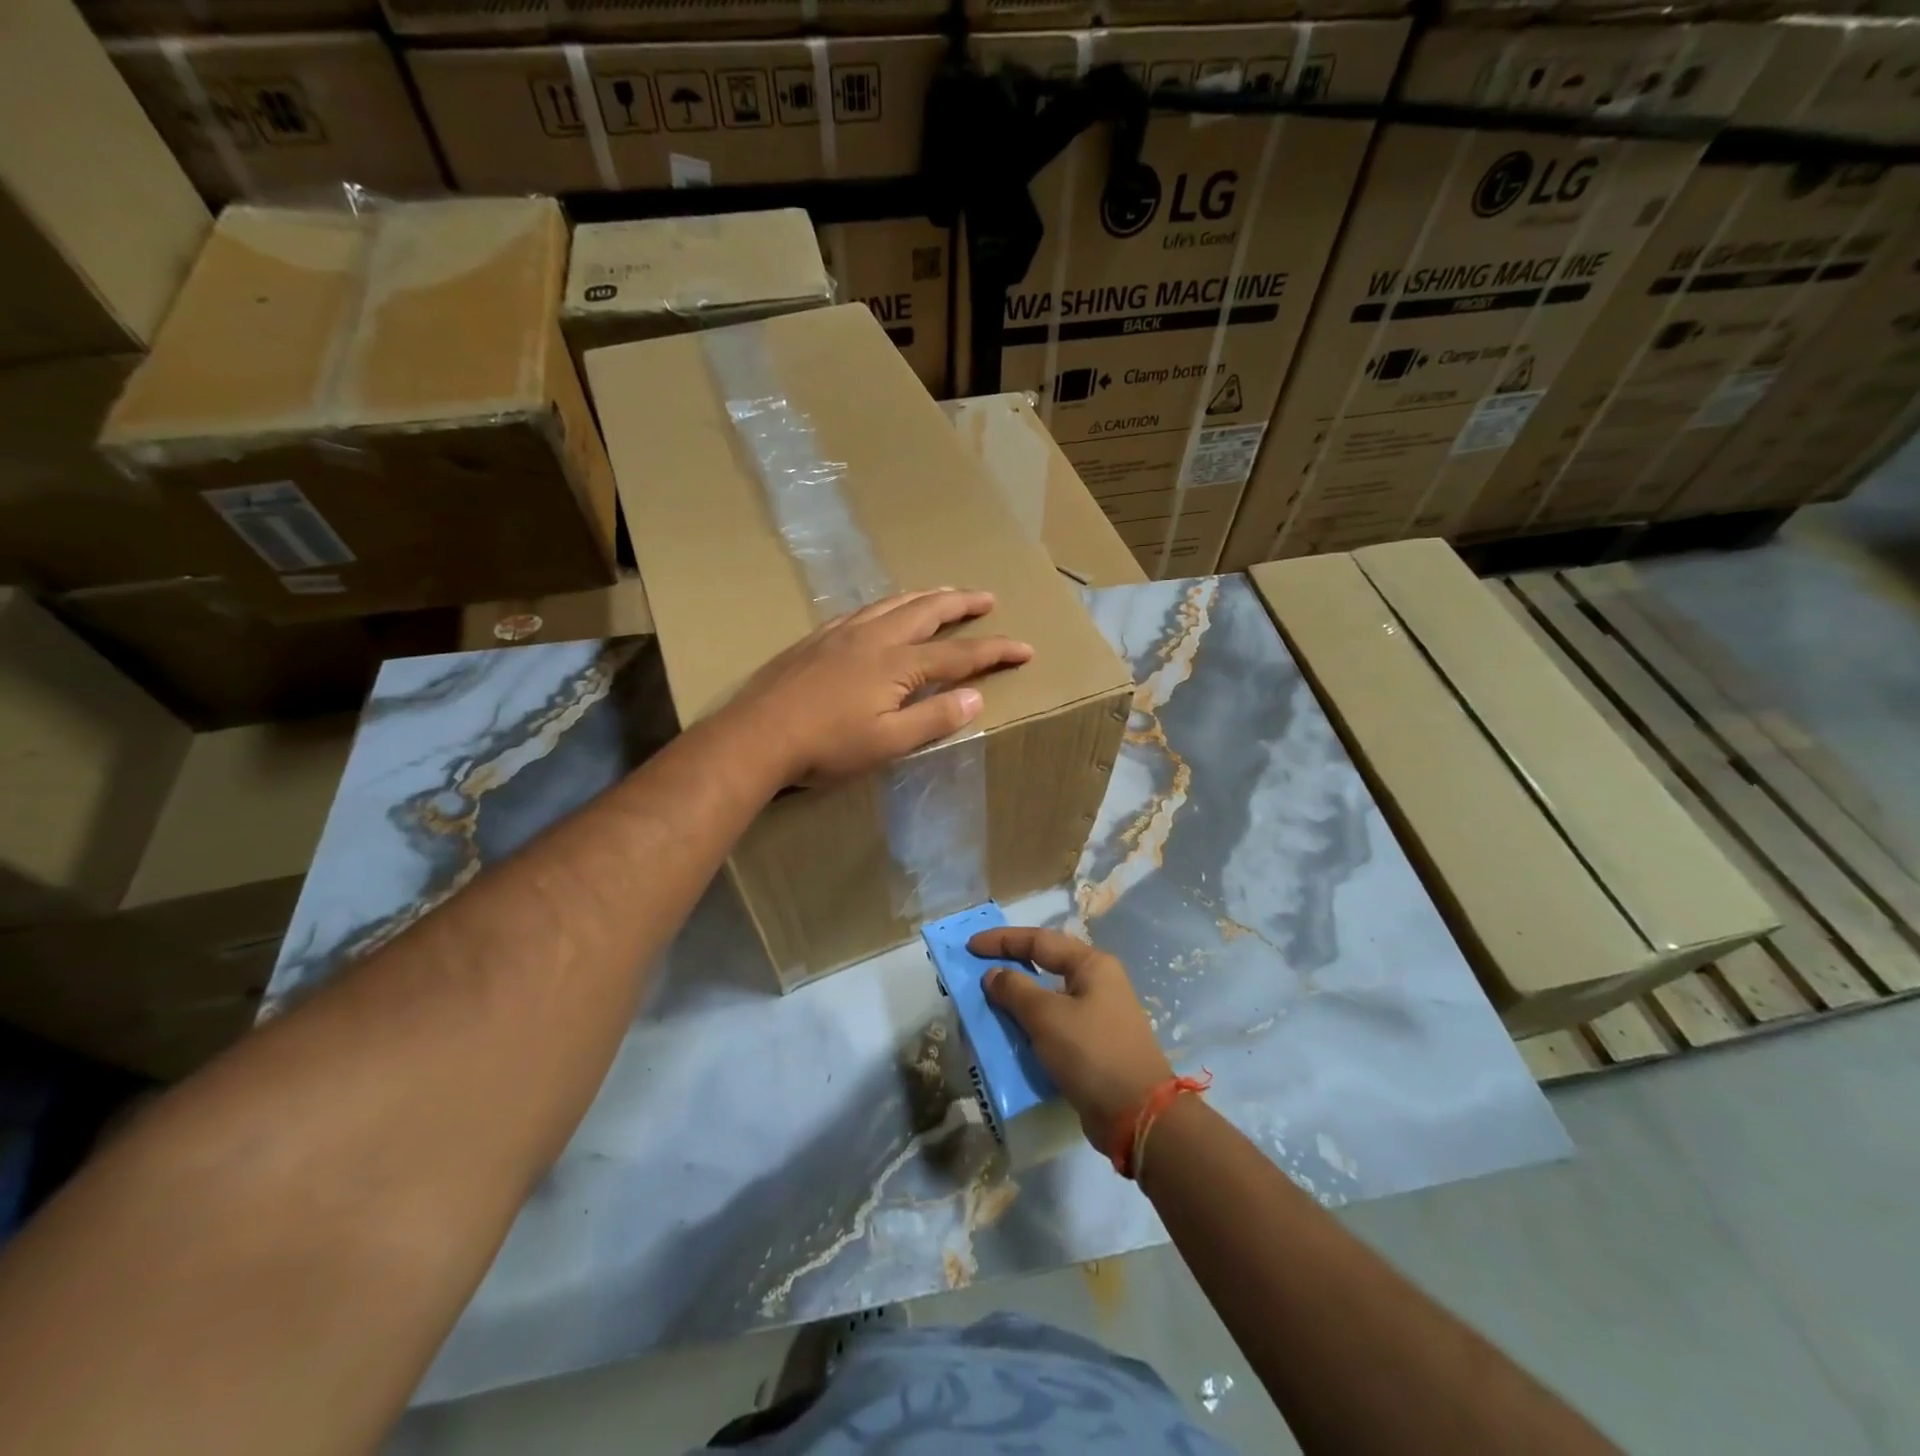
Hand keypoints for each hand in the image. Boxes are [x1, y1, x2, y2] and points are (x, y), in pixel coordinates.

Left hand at [730, 589, 1032, 784]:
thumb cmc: (826, 747)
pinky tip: (883, 610)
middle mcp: (874, 638)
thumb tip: (976, 697)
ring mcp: (842, 633)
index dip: (995, 650)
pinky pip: (863, 609)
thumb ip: (934, 718)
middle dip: (962, 603)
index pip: (959, 654)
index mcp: (897, 664)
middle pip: (927, 611)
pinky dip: (887, 604)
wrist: (757, 735)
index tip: (1025, 648)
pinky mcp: (817, 639)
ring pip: (893, 603)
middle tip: (987, 597)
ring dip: (925, 596)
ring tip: (944, 593)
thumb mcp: (888, 743)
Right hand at [969, 926, 1172, 1152]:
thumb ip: (1015, 990)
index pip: (1039, 940)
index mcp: (1092, 965)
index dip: (1002, 940)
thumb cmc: (1091, 1053)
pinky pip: (1055, 1023)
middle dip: (1011, 965)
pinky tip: (1012, 1034)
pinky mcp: (1094, 1044)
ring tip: (988, 1001)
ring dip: (1019, 998)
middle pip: (1046, 964)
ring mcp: (1098, 1014)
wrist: (1137, 1115)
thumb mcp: (1047, 1017)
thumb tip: (993, 975)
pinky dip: (1031, 1024)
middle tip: (977, 969)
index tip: (970, 946)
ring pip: (1049, 996)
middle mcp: (1098, 983)